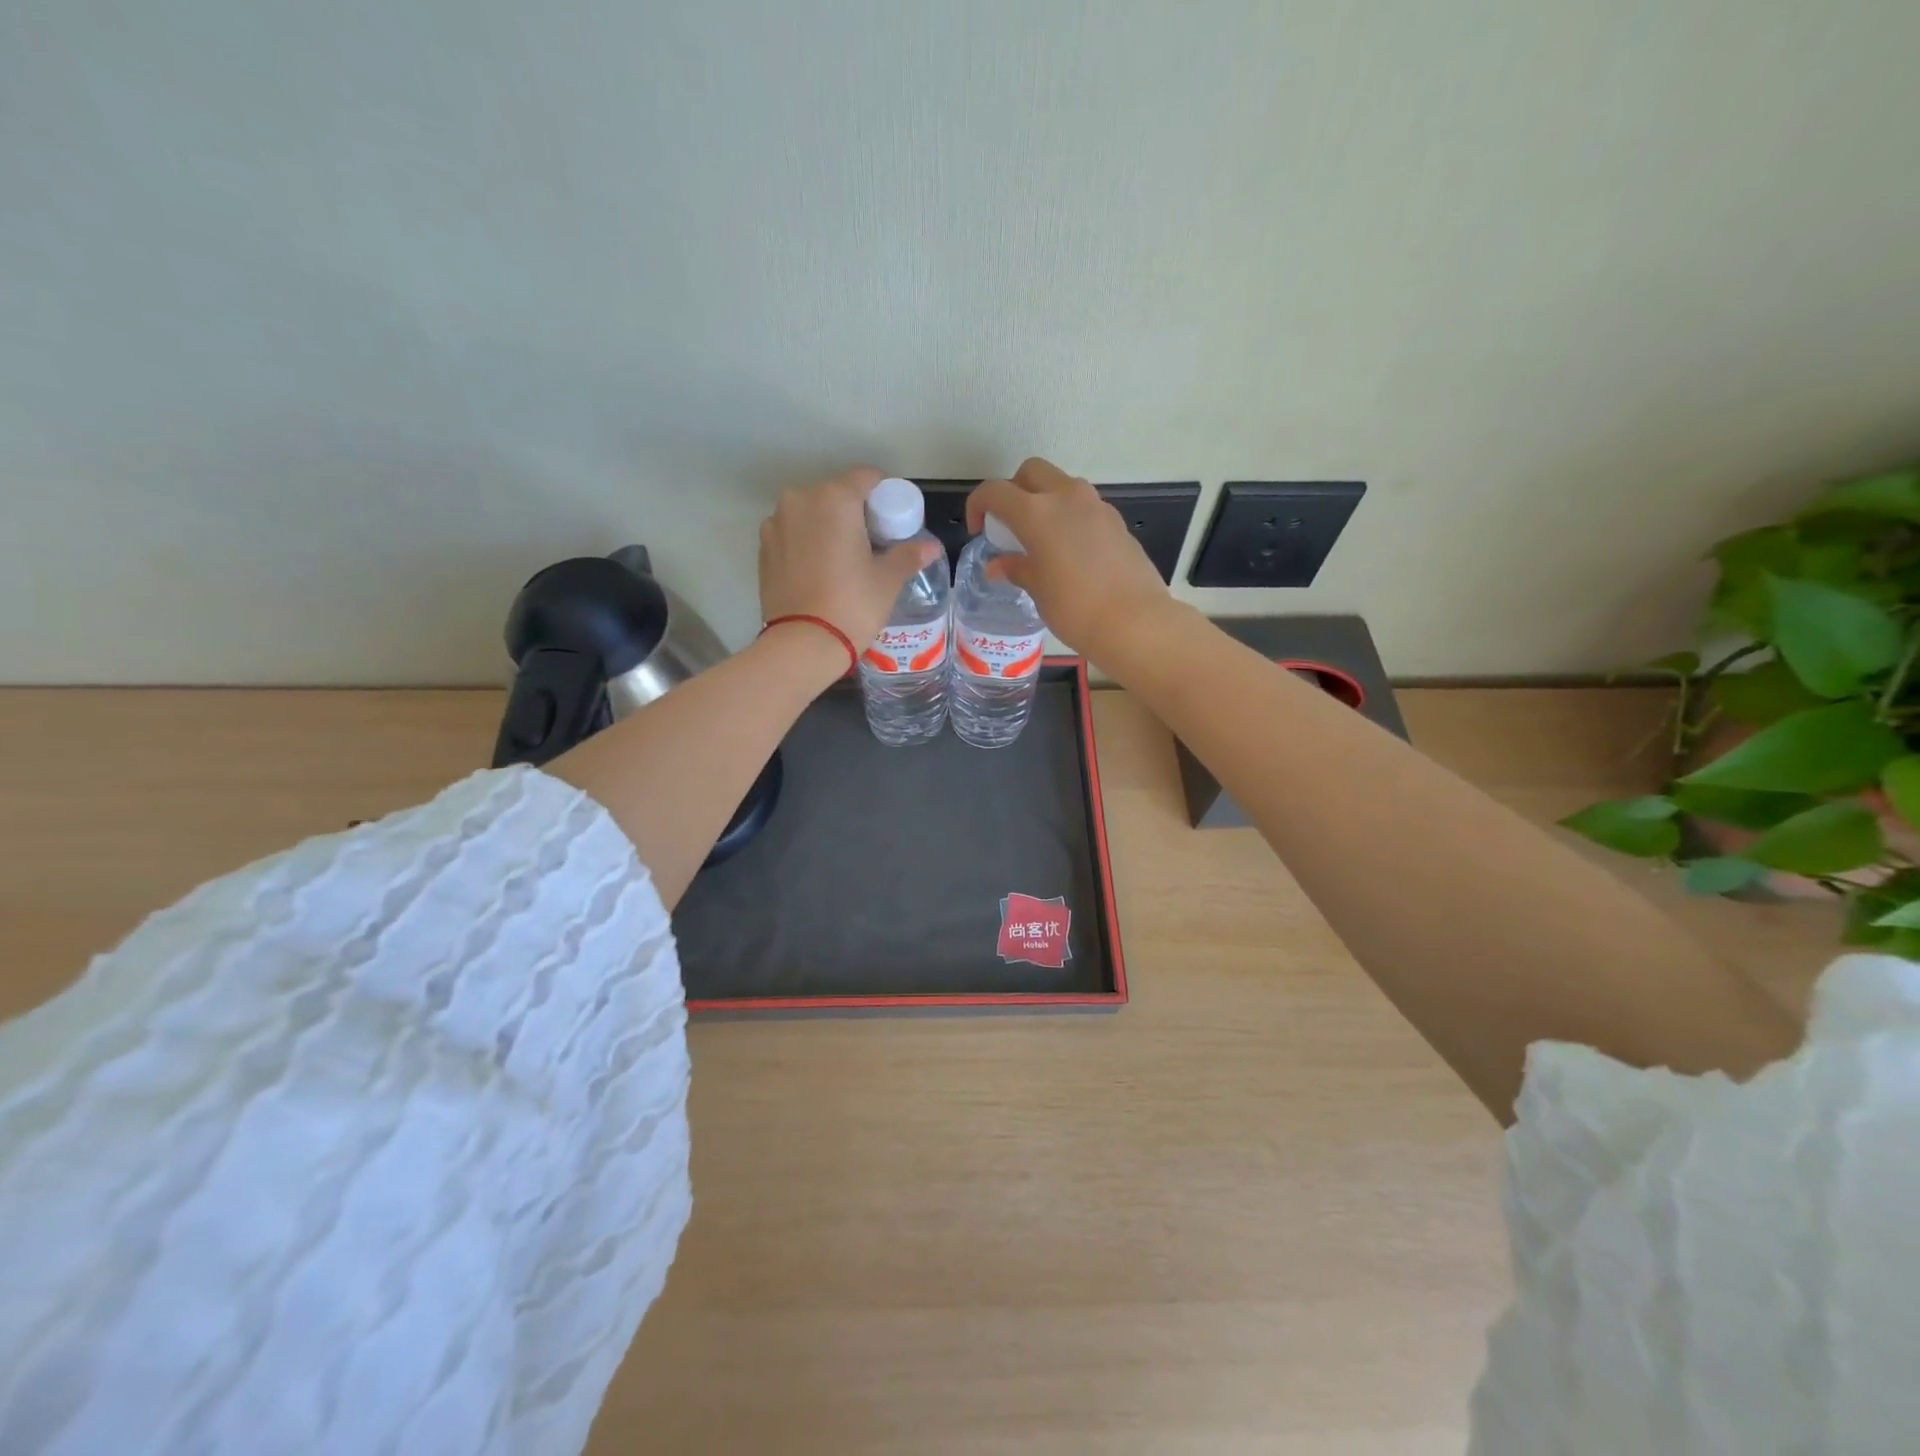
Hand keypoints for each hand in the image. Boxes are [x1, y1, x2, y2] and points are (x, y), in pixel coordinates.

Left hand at [759, 467, 940, 649]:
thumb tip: (932, 547)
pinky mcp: (763, 547)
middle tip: (872, 543)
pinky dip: (807, 542)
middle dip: (854, 512)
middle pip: (836, 494)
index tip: (892, 521)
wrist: (802, 644)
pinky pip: (792, 533)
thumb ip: (908, 556)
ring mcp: (776, 523)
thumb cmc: (852, 605)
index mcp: (835, 498)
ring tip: (843, 559)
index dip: (883, 495)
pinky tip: (820, 570)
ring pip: (811, 513)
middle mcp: (800, 500)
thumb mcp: (887, 580)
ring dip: (827, 526)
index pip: (866, 478)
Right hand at [966, 458, 1177, 662]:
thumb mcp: (1038, 590)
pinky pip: (1084, 506)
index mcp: (1037, 512)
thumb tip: (999, 565)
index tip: (978, 529)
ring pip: (1061, 485)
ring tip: (1040, 538)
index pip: (995, 491)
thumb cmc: (1075, 609)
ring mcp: (1096, 506)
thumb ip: (1017, 568)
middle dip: (1014, 490)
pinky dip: (1069, 517)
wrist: (1135, 622)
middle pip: (1031, 472)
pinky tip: (1070, 551)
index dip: (979, 505)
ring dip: (1045, 500)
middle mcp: (1066, 497)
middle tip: (1010, 524)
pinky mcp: (1116, 521)